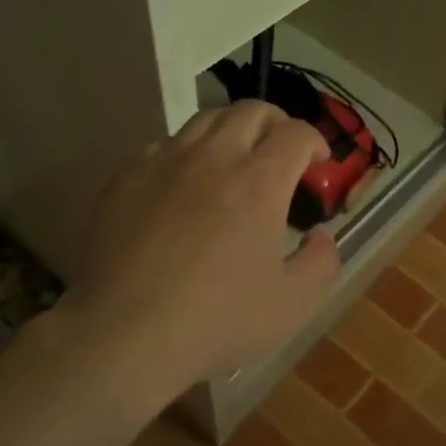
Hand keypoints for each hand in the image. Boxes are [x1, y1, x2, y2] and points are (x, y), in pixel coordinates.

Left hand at [65, 101, 340, 387]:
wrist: (123, 335)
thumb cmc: (217, 320)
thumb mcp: (293, 304)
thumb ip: (321, 262)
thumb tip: (319, 236)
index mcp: (260, 181)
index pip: (296, 132)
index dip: (314, 141)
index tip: (318, 163)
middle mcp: (214, 157)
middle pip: (251, 110)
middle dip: (276, 122)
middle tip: (281, 151)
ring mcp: (164, 163)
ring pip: (204, 120)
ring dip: (230, 131)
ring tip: (233, 161)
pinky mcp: (125, 179)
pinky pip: (163, 147)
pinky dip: (186, 155)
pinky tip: (183, 188)